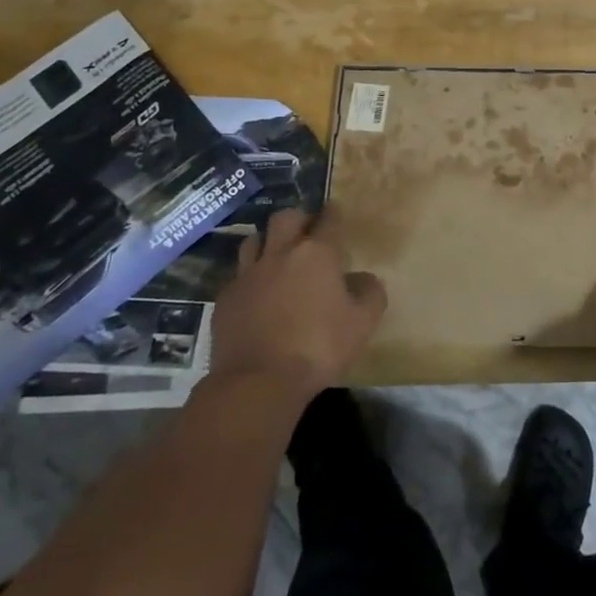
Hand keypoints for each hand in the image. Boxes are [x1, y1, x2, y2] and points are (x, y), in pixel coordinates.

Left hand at [208, 208, 385, 398]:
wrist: (257, 382)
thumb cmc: (318, 347)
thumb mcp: (363, 322)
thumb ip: (370, 292)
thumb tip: (363, 279)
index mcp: (317, 253)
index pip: (328, 219)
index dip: (334, 214)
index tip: (336, 213)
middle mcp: (280, 253)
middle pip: (286, 218)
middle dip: (298, 220)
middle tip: (307, 233)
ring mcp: (248, 274)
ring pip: (254, 240)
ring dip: (268, 243)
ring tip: (277, 257)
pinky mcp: (225, 298)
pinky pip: (237, 275)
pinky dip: (249, 278)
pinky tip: (256, 294)